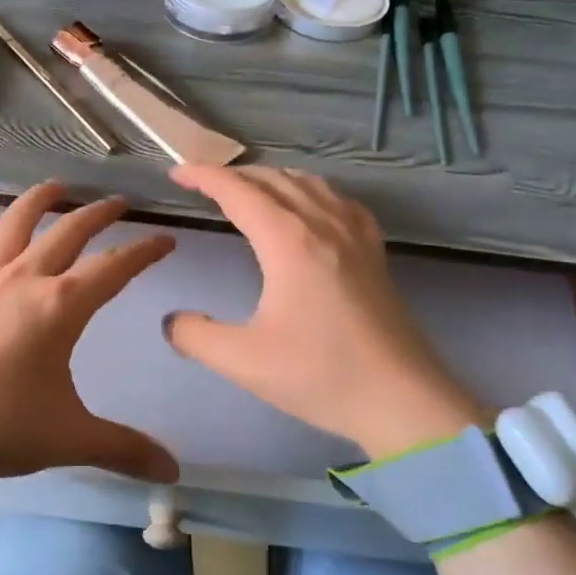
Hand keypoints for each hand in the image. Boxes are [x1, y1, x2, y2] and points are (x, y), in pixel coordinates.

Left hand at [0, 181, 180, 484]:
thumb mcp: (66, 439)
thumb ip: (123, 449)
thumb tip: (173, 472)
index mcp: (59, 307)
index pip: (114, 268)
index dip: (144, 252)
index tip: (166, 240)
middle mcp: (22, 279)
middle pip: (68, 233)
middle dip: (99, 214)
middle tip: (119, 202)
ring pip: (15, 224)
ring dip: (40, 200)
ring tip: (58, 185)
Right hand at [163, 166, 489, 458]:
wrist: (403, 400)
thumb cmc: (321, 375)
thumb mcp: (243, 361)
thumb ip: (195, 336)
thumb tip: (173, 320)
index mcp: (289, 241)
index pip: (238, 191)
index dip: (204, 177)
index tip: (176, 174)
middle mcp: (323, 225)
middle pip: (273, 179)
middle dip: (233, 175)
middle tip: (202, 185)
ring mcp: (355, 236)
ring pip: (309, 184)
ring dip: (271, 178)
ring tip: (247, 190)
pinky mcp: (374, 253)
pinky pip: (339, 201)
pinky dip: (311, 191)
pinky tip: (310, 208)